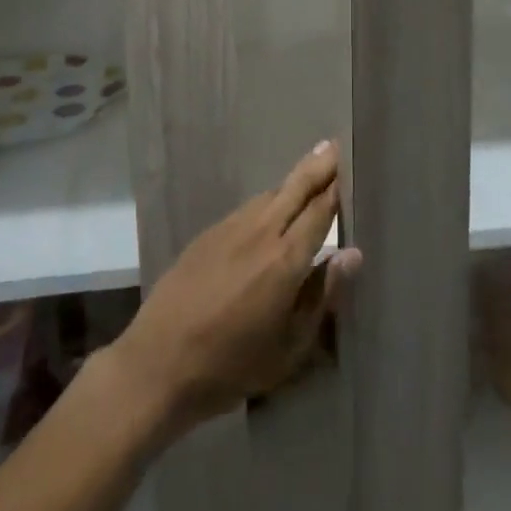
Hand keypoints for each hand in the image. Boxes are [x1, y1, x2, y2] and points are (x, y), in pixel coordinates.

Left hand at [108, 142, 360, 434]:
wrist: (159, 362)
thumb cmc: (232, 365)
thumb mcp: (290, 348)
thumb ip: (322, 297)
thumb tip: (351, 254)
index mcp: (285, 259)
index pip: (320, 210)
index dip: (338, 186)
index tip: (351, 163)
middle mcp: (261, 232)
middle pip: (296, 187)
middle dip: (318, 165)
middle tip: (335, 145)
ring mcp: (231, 228)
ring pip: (271, 194)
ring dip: (293, 181)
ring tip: (310, 171)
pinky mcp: (209, 233)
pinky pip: (248, 207)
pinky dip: (269, 200)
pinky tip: (273, 207)